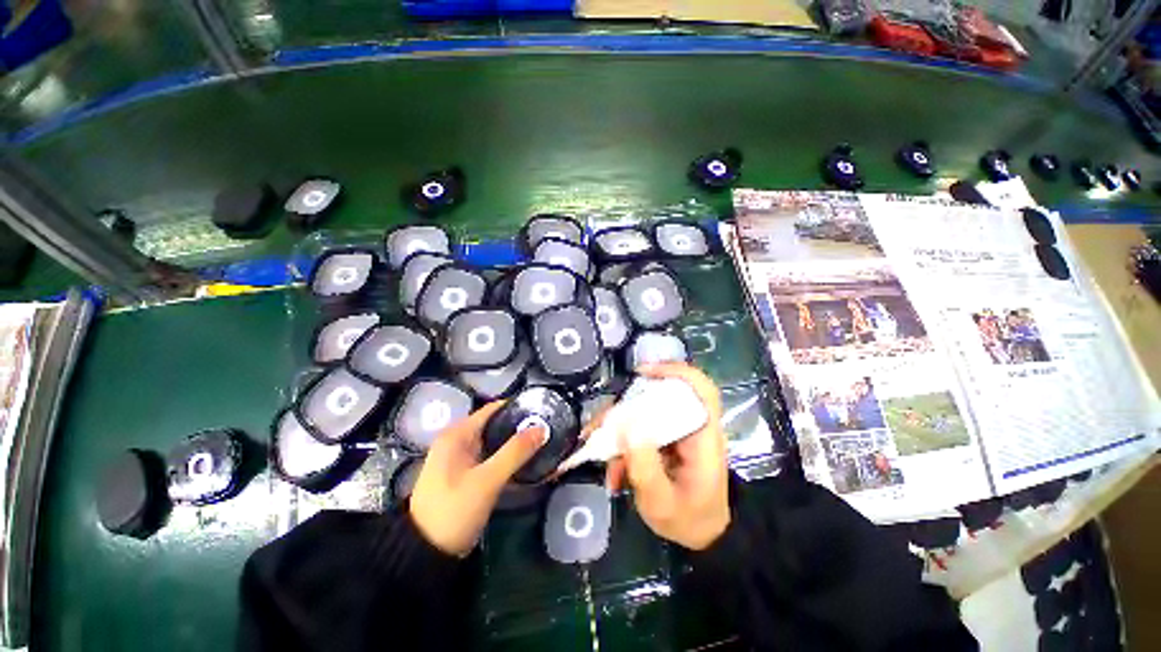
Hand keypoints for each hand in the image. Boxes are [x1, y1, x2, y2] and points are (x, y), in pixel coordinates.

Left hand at [410, 401, 547, 555]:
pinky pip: (493, 460)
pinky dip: (509, 460)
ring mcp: (463, 460)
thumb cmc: (453, 511)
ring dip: (517, 444)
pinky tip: (529, 463)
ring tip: (545, 443)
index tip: (543, 409)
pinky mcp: (468, 476)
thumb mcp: (487, 480)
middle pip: (496, 425)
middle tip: (549, 428)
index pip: (493, 409)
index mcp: (457, 434)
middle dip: (521, 427)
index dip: (518, 407)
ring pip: (496, 444)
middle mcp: (459, 441)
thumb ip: (515, 452)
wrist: (425, 556)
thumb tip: (542, 427)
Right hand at [604, 363, 729, 550]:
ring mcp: (676, 431)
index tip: (642, 373)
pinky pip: (639, 429)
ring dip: (618, 429)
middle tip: (600, 426)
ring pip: (644, 413)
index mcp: (703, 436)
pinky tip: (612, 467)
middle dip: (625, 407)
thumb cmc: (689, 520)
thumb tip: (625, 426)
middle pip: (660, 398)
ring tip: (598, 451)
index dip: (675, 371)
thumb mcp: (663, 504)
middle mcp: (690, 426)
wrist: (701, 535)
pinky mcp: (664, 439)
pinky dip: (622, 444)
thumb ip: (645, 468)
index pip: (701, 388)